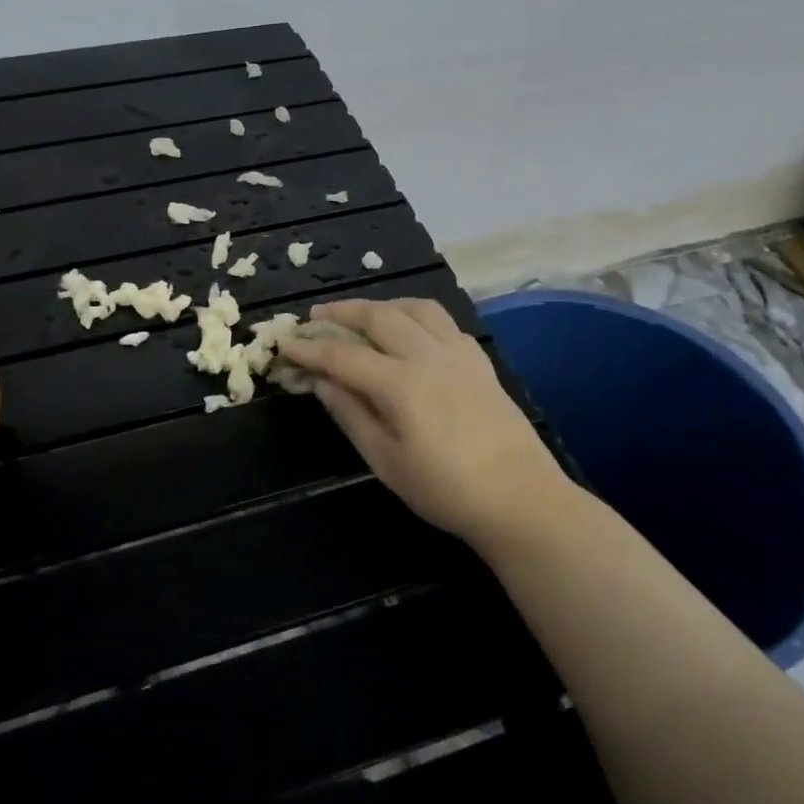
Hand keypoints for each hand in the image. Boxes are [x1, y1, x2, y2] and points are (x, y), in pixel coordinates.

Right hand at [277, 298, 578, 545]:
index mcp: (400, 383)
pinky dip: (416, 315)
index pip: (342, 356)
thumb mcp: (386, 461)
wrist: (521, 498)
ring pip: (415, 307)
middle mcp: (428, 355)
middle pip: (378, 316)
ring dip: (382, 305)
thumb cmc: (445, 489)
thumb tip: (321, 382)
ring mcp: (459, 353)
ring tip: (362, 315)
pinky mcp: (479, 361)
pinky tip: (410, 332)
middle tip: (315, 317)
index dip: (308, 348)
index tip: (283, 343)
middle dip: (341, 312)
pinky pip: (443, 321)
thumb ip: (351, 415)